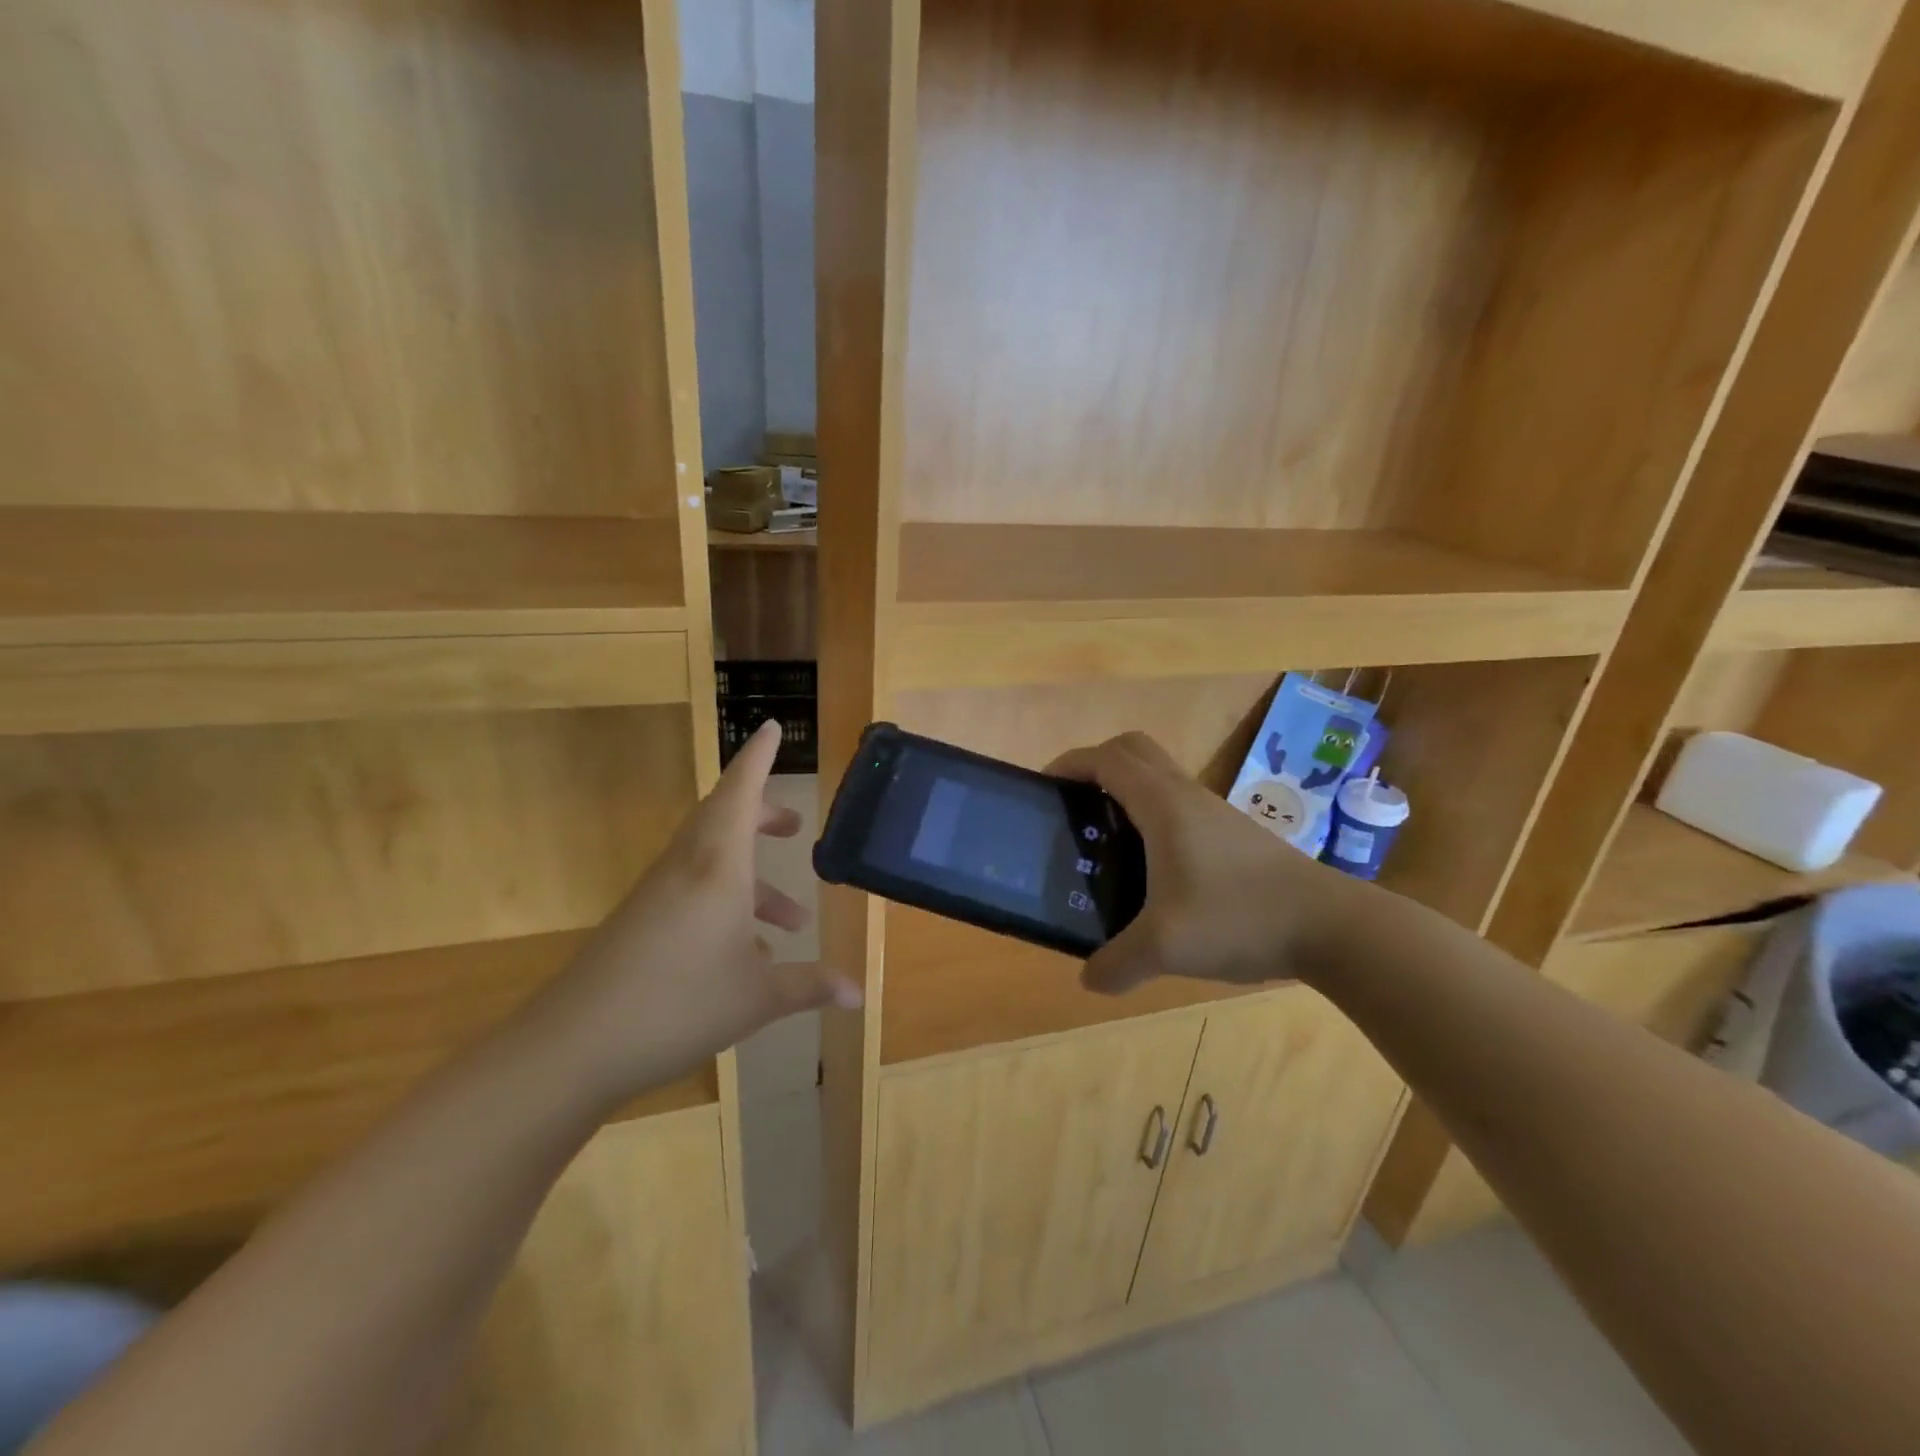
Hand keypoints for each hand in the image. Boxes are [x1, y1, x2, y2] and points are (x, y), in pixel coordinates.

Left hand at [531, 720, 860, 1104]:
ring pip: (712, 863)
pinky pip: (693, 894)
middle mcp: (686, 868)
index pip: (740, 791)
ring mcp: (658, 895)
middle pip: (725, 819)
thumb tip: (859, 995)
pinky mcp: (640, 923)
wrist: (574, 1046)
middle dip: (763, 817)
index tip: (774, 727)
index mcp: (717, 866)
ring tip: (793, 918)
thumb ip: (810, 986)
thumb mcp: (759, 997)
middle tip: (793, 825)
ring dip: (754, 880)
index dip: (759, 757)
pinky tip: (748, 954)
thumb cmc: (679, 1003)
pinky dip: (727, 907)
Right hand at [1047, 732, 1364, 995]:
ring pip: (1159, 775)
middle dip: (1096, 765)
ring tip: (1104, 839)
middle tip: (1074, 805)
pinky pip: (1178, 802)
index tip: (1044, 788)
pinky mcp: (1232, 832)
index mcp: (1163, 804)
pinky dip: (1151, 812)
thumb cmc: (1239, 917)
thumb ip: (1119, 963)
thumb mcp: (1167, 948)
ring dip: (1125, 789)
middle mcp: (1186, 795)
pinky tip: (1150, 868)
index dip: (1069, 764)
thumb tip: (1089, 979)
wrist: (1331, 927)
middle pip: (1133, 750)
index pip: (1107, 758)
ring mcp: (1213, 811)